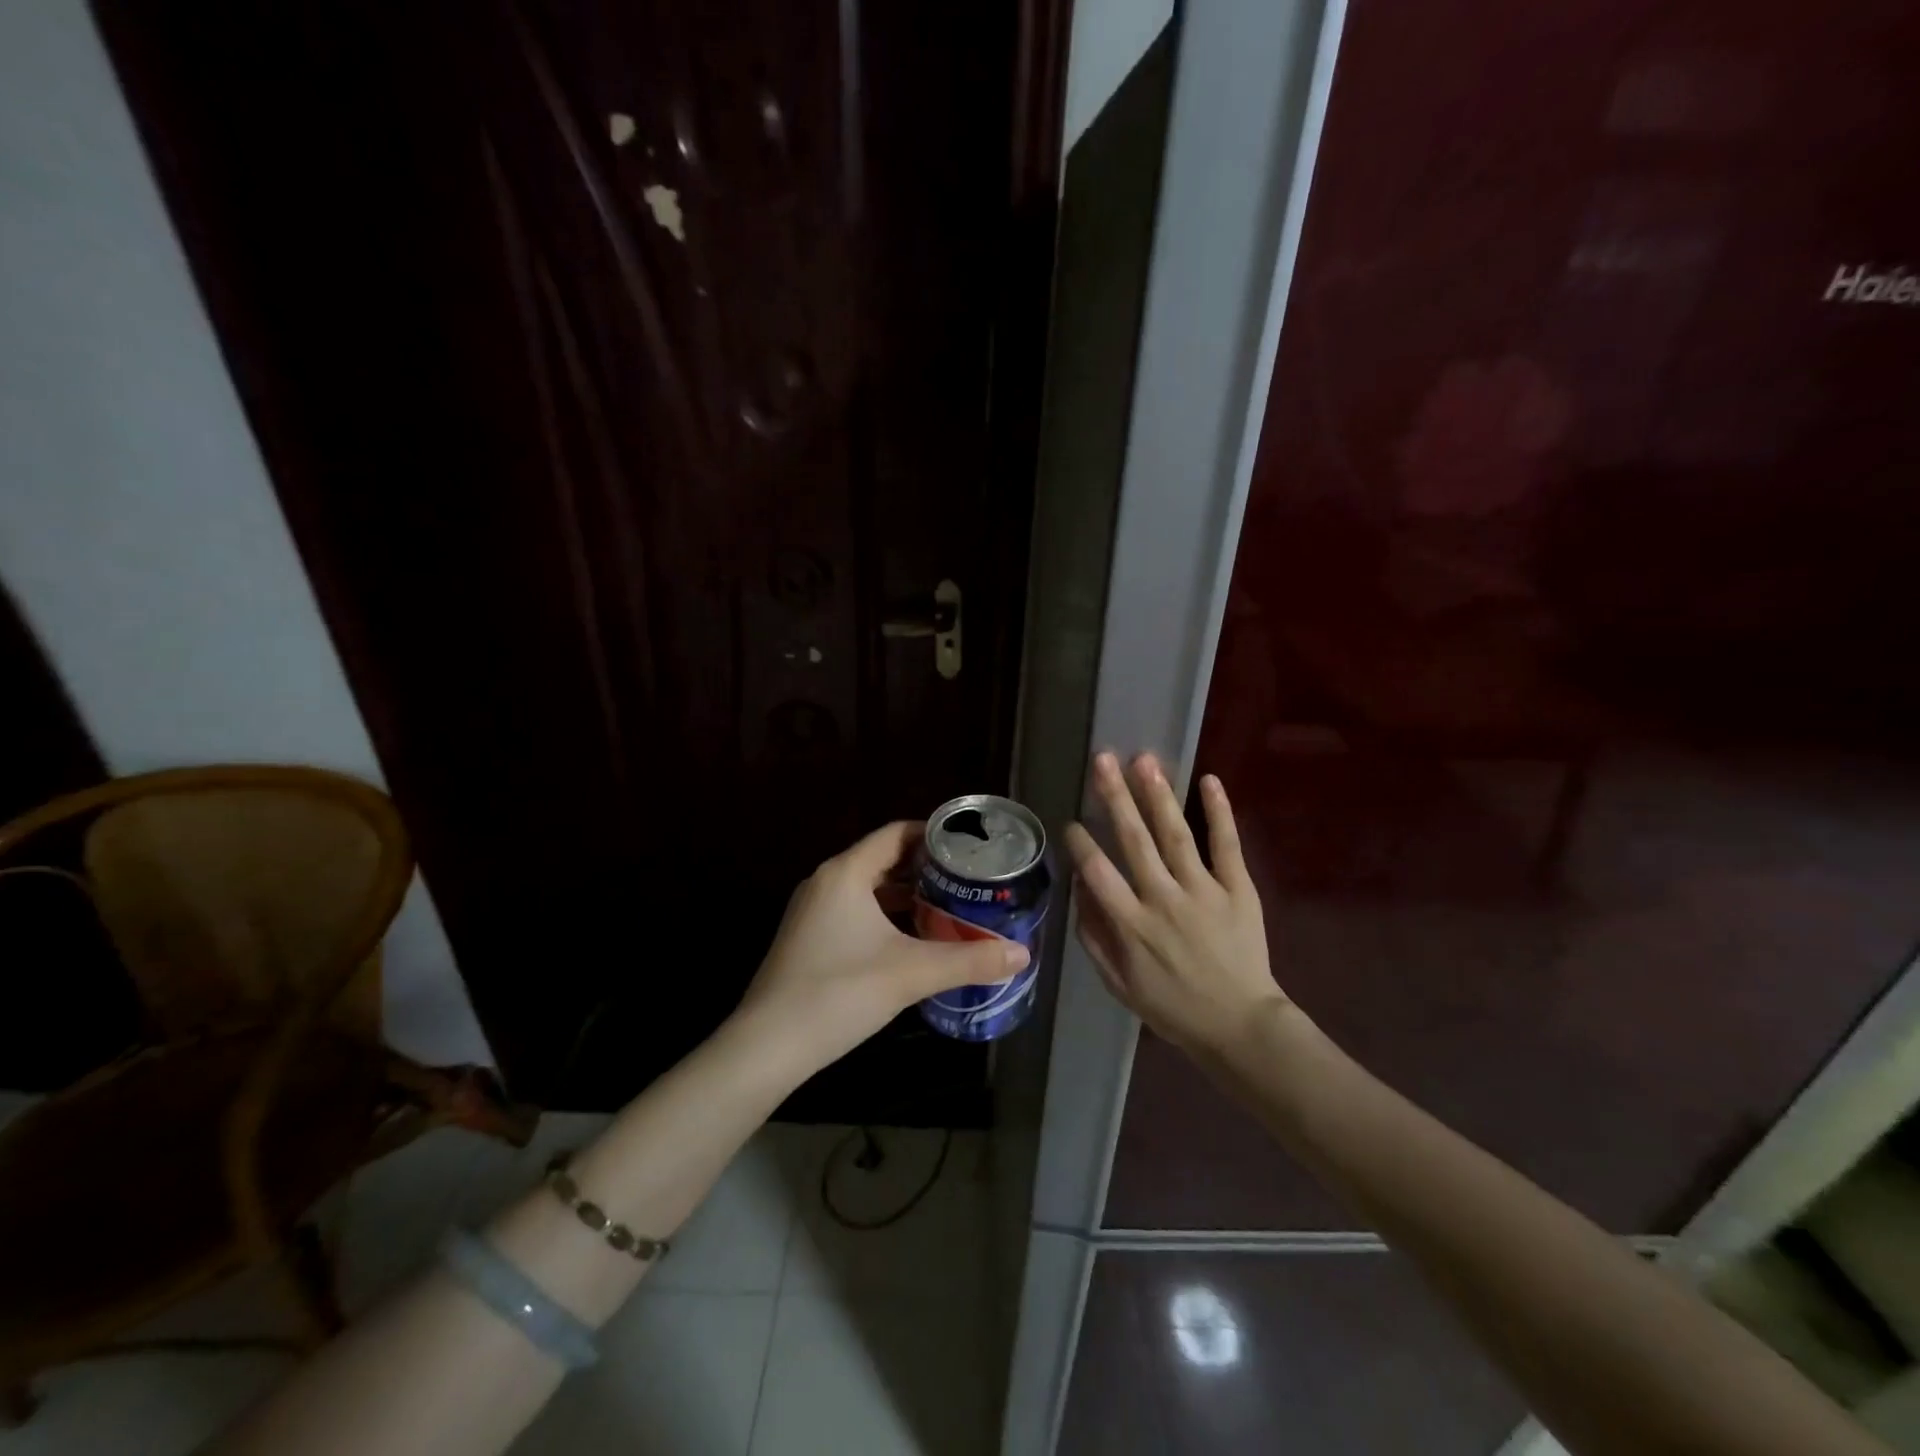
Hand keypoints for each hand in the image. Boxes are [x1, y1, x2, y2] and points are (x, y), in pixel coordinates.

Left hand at [735, 821, 1029, 1079]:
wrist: (767, 1046)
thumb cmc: (839, 993)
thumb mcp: (911, 973)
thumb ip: (969, 960)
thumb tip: (1022, 955)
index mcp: (846, 873)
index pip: (896, 833)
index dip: (934, 834)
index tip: (970, 847)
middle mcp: (826, 881)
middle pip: (882, 858)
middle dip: (925, 867)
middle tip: (967, 878)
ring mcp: (812, 911)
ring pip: (867, 887)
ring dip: (905, 893)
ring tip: (948, 904)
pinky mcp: (807, 938)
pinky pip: (853, 909)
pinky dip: (884, 914)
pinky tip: (910, 938)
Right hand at [1063, 752, 1290, 1057]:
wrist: (1240, 1025)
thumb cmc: (1173, 1006)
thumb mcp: (1119, 983)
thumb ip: (1094, 937)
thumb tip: (1078, 890)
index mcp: (1132, 925)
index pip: (1099, 873)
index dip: (1081, 844)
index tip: (1071, 821)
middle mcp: (1164, 900)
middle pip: (1134, 841)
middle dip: (1115, 798)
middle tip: (1102, 760)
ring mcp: (1204, 891)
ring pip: (1176, 835)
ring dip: (1158, 795)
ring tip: (1143, 760)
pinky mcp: (1238, 889)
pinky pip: (1227, 845)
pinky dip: (1219, 812)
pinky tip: (1209, 780)